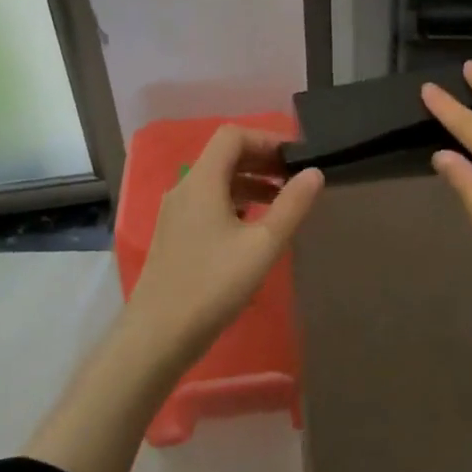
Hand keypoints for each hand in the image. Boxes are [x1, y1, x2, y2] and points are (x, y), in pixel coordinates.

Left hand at [127, 126, 323, 363]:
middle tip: (294, 178)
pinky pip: (208, 203)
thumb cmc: (213, 284)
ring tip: (281, 202)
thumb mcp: (263, 245)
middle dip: (261, 160)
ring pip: (216, 182)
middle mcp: (184, 189)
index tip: (295, 158)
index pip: (232, 136)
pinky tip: (253, 227)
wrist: (157, 336)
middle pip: (224, 156)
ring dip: (250, 183)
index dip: (266, 139)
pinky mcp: (174, 236)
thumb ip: (292, 205)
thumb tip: (314, 172)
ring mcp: (175, 213)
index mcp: (202, 181)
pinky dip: (235, 202)